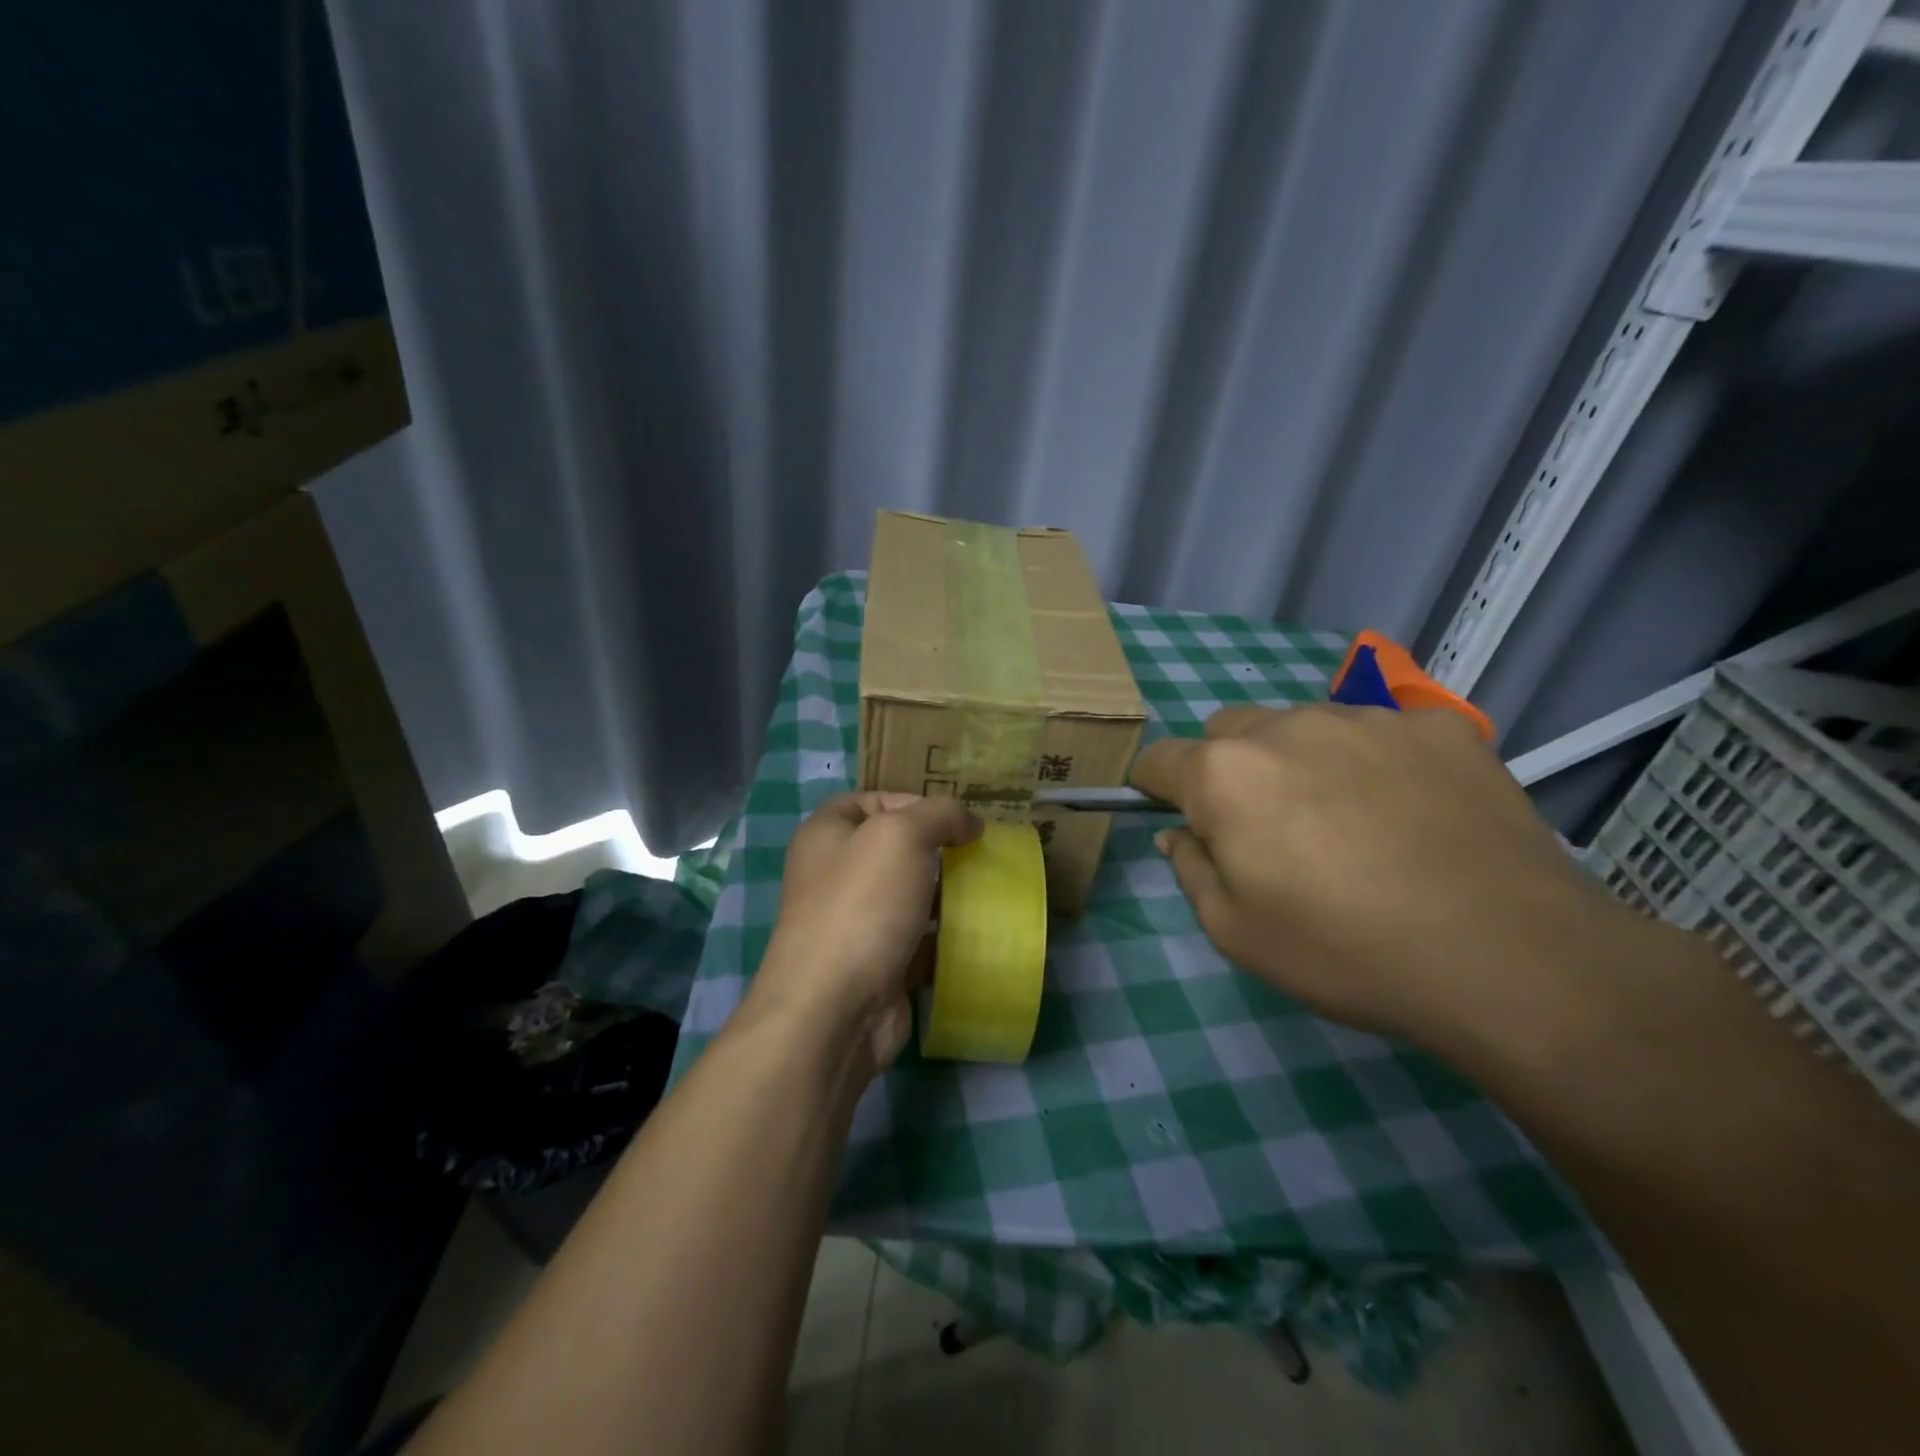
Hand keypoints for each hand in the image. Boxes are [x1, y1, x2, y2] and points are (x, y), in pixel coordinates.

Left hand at [749, 792, 981, 1072]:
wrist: (834, 1009)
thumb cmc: (862, 904)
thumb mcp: (902, 835)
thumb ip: (940, 814)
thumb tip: (970, 822)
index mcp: (827, 834)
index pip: (872, 800)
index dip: (914, 802)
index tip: (956, 820)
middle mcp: (834, 874)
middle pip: (895, 849)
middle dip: (938, 849)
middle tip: (980, 854)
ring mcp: (854, 922)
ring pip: (910, 896)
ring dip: (947, 894)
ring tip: (987, 890)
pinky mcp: (876, 964)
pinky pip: (917, 939)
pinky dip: (944, 937)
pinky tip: (976, 932)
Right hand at [1130, 704, 1624, 1051]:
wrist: (1510, 959)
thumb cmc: (1346, 952)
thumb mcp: (1235, 932)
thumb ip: (1190, 868)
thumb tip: (1180, 832)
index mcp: (1225, 774)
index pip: (1158, 759)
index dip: (1155, 788)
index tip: (1177, 818)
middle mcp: (1287, 725)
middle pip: (1228, 731)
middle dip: (1227, 769)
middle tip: (1269, 829)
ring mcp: (1367, 717)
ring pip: (1303, 725)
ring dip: (1300, 760)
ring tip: (1350, 824)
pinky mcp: (1438, 725)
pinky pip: (1380, 731)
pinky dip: (1374, 761)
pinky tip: (1412, 813)